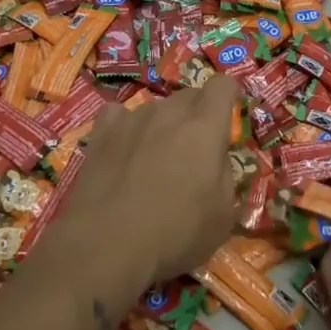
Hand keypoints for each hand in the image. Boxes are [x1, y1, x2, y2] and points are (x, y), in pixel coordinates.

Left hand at [45, 77, 241, 295]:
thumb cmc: (175, 233)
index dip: (228, 98)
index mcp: (205, 127)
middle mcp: (169, 112)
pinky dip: (126, 128)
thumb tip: (218, 161)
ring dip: (163, 126)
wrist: (107, 244)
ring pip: (157, 108)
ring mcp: (132, 118)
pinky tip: (123, 151)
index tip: (227, 120)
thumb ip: (227, 177)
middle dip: (198, 115)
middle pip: (190, 95)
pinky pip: (119, 116)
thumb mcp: (223, 217)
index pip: (223, 85)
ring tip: (154, 162)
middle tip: (194, 153)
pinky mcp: (102, 132)